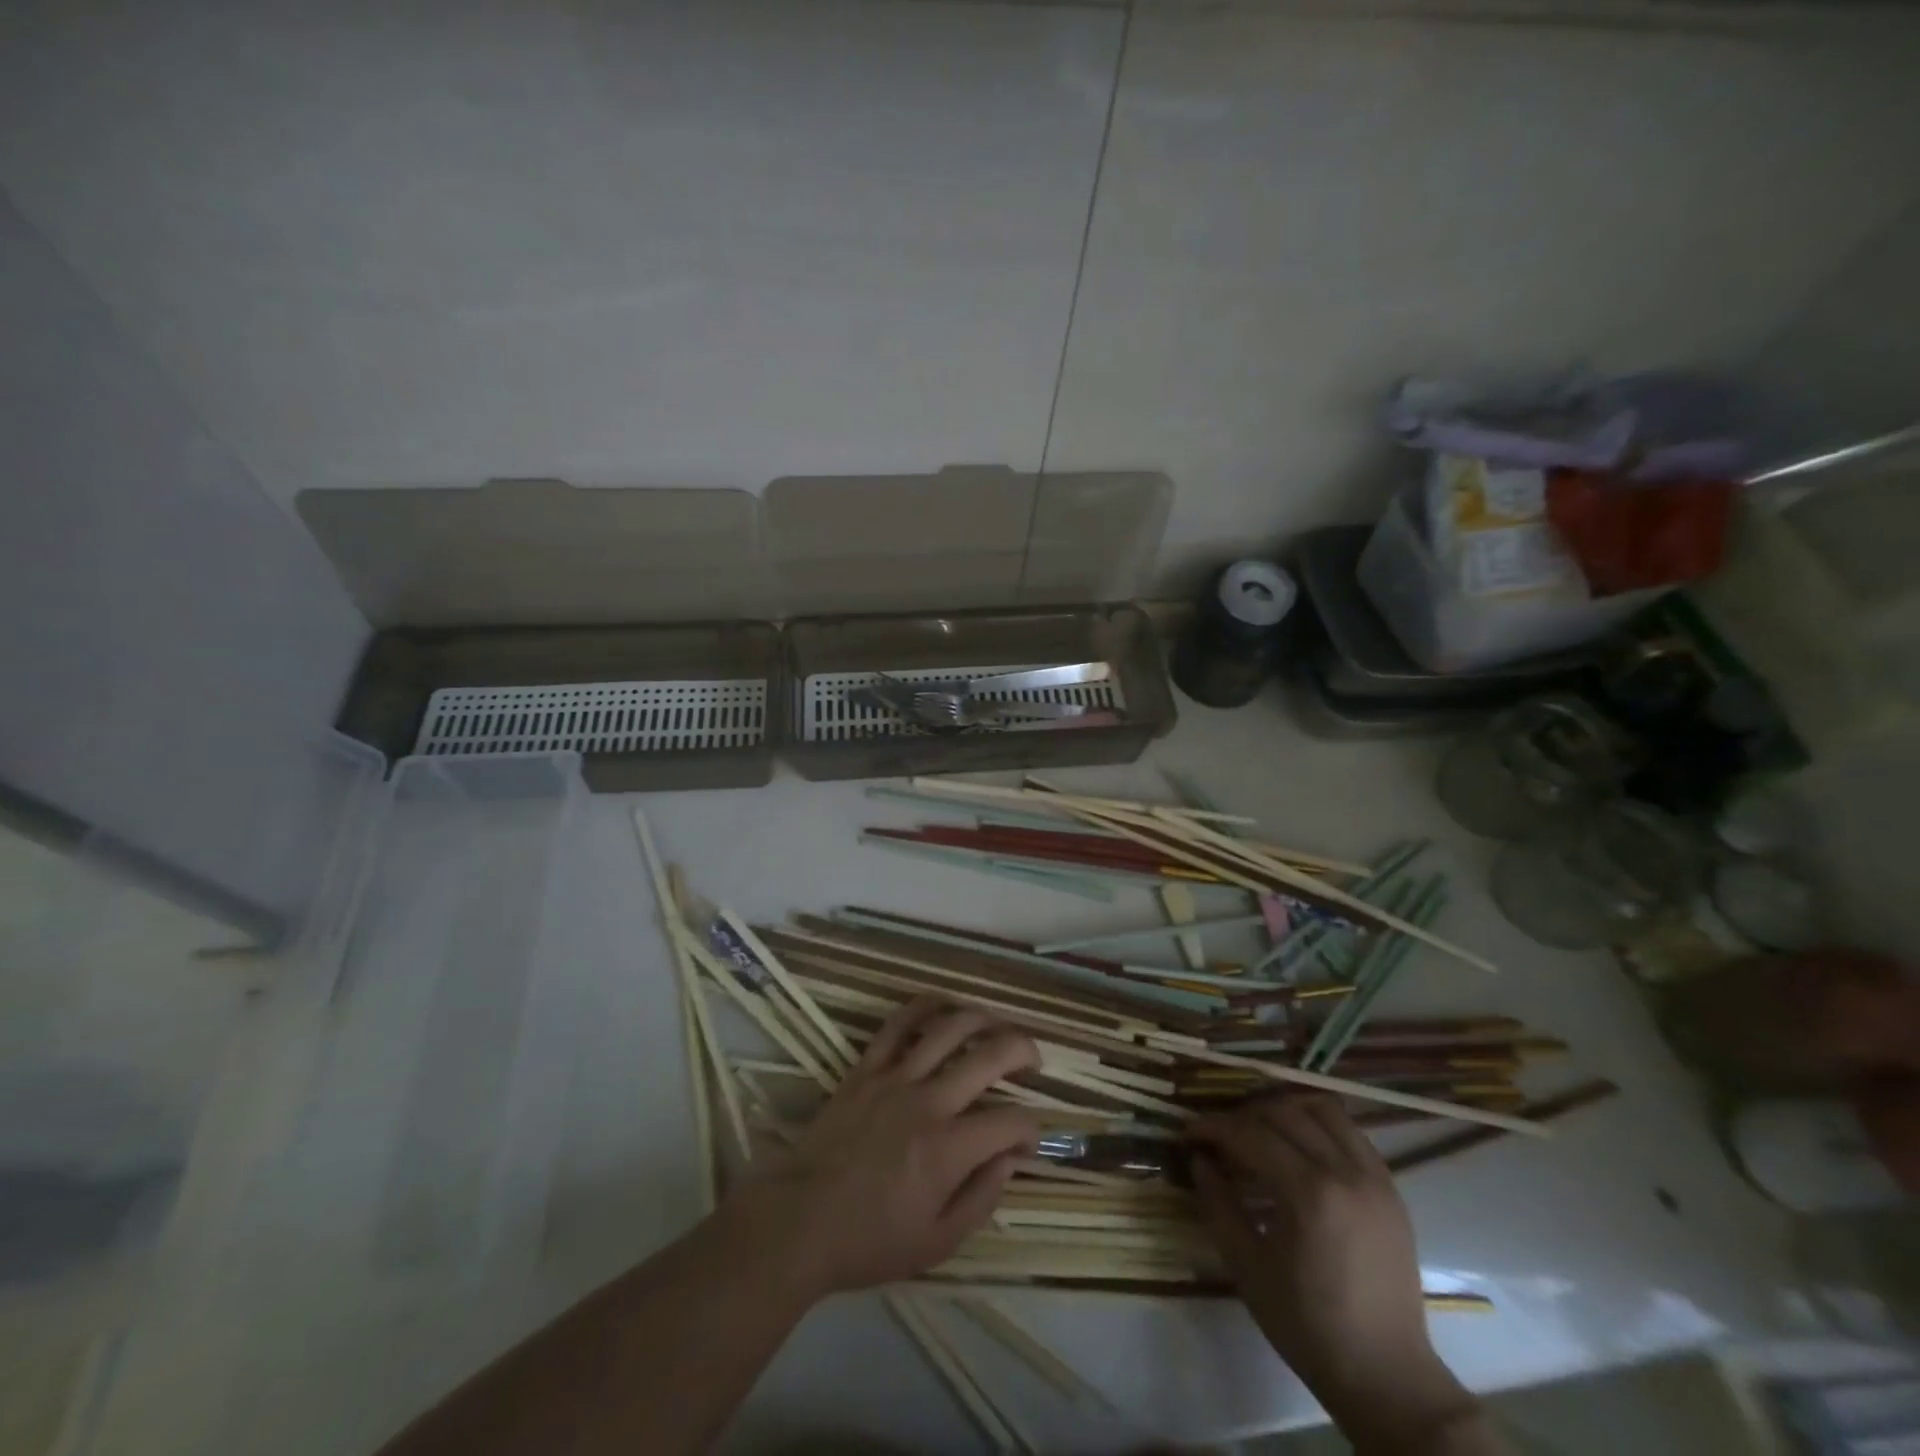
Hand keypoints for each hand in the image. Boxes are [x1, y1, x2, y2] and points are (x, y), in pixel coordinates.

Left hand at [734, 1000, 1041, 1298]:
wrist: (799, 1222)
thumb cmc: (870, 1241)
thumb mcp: (937, 1243)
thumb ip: (982, 1198)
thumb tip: (1011, 1158)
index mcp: (948, 1150)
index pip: (1010, 1121)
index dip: (1031, 1127)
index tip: (1029, 1140)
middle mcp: (928, 1102)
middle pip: (989, 1056)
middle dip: (1022, 1050)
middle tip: (1033, 1060)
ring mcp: (895, 1078)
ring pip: (948, 1028)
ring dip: (982, 1018)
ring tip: (997, 1024)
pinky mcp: (866, 1068)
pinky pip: (898, 1024)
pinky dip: (923, 1006)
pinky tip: (943, 1004)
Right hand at [1192, 1096, 1478, 1446]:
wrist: (1386, 1375)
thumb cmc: (1307, 1325)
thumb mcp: (1247, 1267)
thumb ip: (1218, 1204)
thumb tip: (1199, 1159)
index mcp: (1308, 1194)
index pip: (1250, 1133)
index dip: (1213, 1127)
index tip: (1189, 1133)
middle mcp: (1344, 1172)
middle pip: (1283, 1112)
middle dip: (1243, 1116)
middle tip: (1220, 1137)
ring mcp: (1374, 1176)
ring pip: (1322, 1109)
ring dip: (1284, 1109)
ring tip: (1261, 1130)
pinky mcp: (1391, 1187)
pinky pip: (1350, 1132)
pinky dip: (1318, 1124)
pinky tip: (1299, 1147)